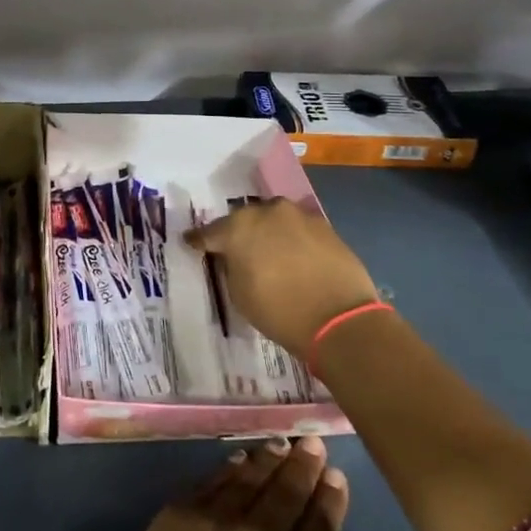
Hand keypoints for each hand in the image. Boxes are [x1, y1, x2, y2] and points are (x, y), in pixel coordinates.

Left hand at [86, 437, 377, 530]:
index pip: (321, 527)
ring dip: (270, 459)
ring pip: (250, 478)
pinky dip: (230, 467)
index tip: (335, 475)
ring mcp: (215, 519)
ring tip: (281, 444)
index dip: (331, 499)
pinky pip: (212, 481)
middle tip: (312, 442)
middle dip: (304, 465)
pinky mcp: (178, 514)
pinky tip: (239, 460)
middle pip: (288, 492)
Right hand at [186, 198, 383, 353]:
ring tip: (269, 252)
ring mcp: (298, 215)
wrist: (339, 319)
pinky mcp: (324, 225)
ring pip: (273, 219)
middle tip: (237, 251)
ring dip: (267, 232)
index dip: (199, 241)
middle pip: (244, 219)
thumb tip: (234, 257)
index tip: (191, 243)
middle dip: (238, 233)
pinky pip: (298, 228)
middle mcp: (266, 211)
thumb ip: (231, 266)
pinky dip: (292, 239)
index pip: (209, 232)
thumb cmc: (279, 311)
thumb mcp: (239, 294)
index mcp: (238, 227)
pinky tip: (294, 257)